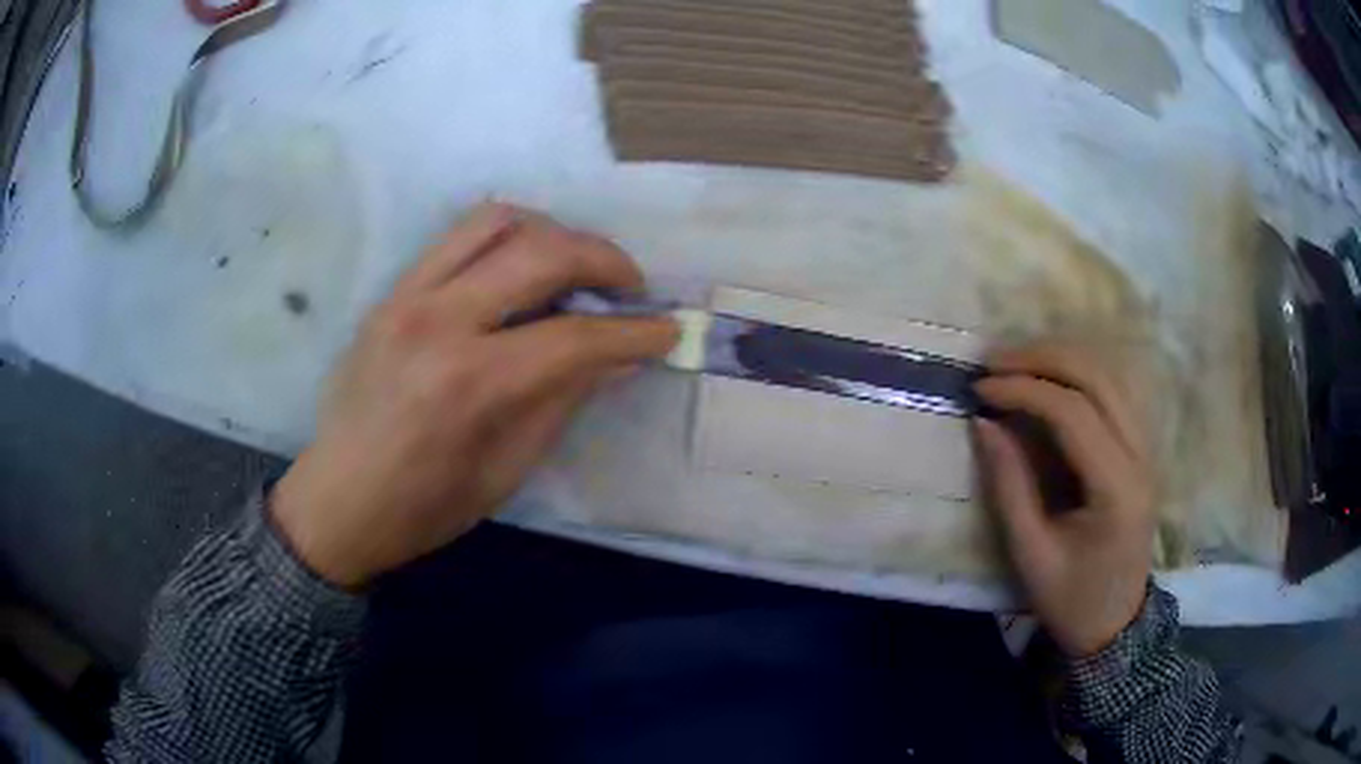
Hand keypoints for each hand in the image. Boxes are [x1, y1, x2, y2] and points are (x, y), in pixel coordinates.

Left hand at [271, 203, 677, 587]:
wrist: (337, 500)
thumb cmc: (422, 507)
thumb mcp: (505, 471)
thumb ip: (561, 401)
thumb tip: (616, 357)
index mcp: (470, 384)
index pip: (574, 336)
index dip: (633, 331)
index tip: (667, 328)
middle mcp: (439, 321)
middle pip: (542, 253)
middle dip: (604, 260)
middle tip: (629, 286)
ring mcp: (408, 295)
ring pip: (497, 220)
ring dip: (553, 232)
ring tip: (574, 265)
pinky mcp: (392, 290)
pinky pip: (458, 235)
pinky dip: (506, 236)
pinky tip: (522, 266)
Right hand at [973, 344, 1155, 656]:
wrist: (1115, 626)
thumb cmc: (1071, 600)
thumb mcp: (1031, 554)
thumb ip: (1009, 486)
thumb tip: (983, 423)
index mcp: (1117, 489)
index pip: (1074, 413)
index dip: (1024, 390)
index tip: (980, 389)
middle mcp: (1141, 457)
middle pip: (1099, 378)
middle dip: (1044, 358)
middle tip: (993, 361)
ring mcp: (1147, 450)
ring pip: (1111, 375)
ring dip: (1063, 359)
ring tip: (1016, 362)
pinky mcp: (1142, 451)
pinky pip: (1115, 391)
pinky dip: (1080, 374)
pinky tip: (1051, 378)